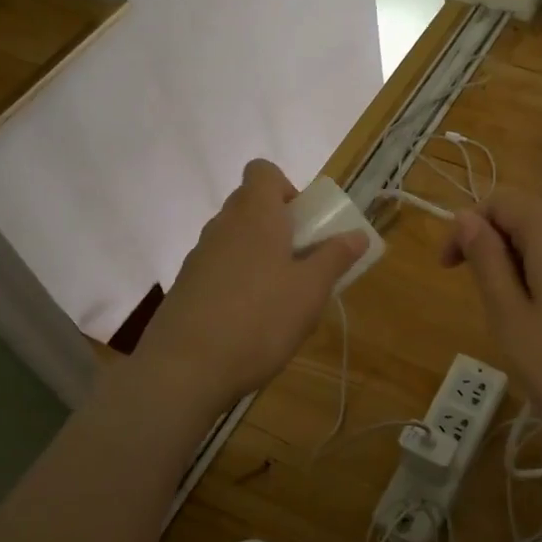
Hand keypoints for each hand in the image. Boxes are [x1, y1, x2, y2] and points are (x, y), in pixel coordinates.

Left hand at [134, 160, 365, 411]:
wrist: (184, 369)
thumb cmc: (259, 320)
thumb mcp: (310, 291)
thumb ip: (335, 258)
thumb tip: (356, 234)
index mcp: (255, 216)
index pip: (262, 171)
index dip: (286, 188)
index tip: (304, 222)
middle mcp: (223, 226)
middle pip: (249, 205)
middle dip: (278, 225)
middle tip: (302, 262)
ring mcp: (199, 256)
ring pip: (234, 239)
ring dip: (259, 255)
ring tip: (281, 298)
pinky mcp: (186, 287)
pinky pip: (219, 268)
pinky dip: (237, 281)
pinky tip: (251, 321)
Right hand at [442, 189, 541, 465]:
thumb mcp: (512, 322)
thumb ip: (487, 262)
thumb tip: (467, 218)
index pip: (502, 202)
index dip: (468, 227)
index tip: (451, 270)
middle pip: (536, 222)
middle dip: (503, 253)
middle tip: (495, 313)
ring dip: (535, 272)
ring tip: (533, 329)